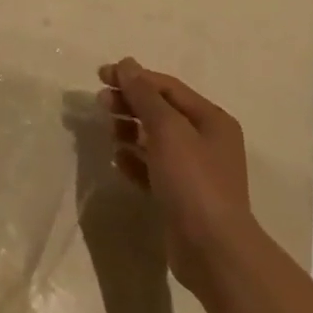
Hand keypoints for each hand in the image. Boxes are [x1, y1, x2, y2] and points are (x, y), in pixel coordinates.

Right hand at [100, 58, 253, 293]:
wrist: (212, 249)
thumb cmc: (192, 180)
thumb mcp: (167, 129)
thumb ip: (144, 95)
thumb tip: (126, 63)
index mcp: (211, 119)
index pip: (167, 88)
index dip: (134, 77)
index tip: (101, 76)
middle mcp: (205, 141)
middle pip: (160, 111)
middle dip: (130, 103)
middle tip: (101, 103)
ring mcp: (193, 170)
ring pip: (154, 139)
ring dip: (129, 130)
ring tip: (109, 132)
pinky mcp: (180, 195)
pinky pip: (152, 167)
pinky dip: (134, 160)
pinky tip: (117, 159)